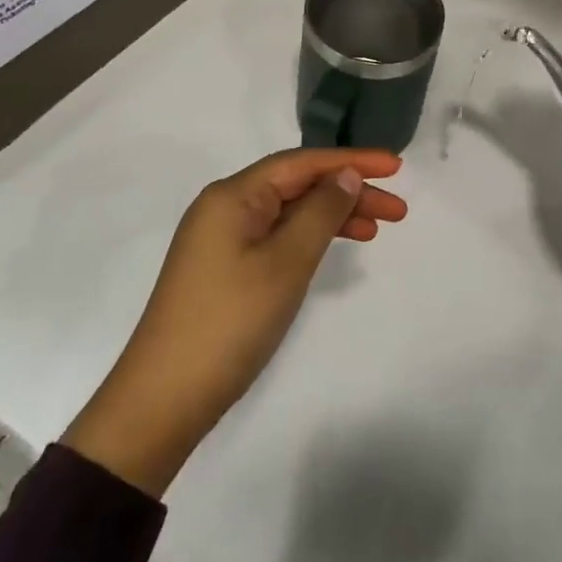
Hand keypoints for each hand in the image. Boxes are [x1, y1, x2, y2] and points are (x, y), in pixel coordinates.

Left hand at [62, 149, 406, 495]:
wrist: (164, 400)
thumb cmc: (230, 322)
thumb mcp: (285, 263)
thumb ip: (321, 212)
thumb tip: (346, 175)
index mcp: (233, 195)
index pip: (302, 163)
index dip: (352, 161)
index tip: (396, 167)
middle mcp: (225, 207)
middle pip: (297, 185)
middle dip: (348, 191)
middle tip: (398, 209)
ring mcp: (222, 239)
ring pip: (289, 213)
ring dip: (333, 216)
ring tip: (378, 229)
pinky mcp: (224, 269)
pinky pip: (276, 237)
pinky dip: (309, 239)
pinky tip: (334, 248)